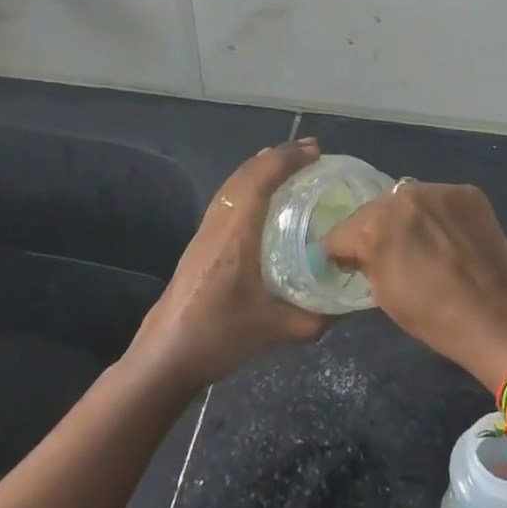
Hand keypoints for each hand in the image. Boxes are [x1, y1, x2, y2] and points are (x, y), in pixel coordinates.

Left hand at [126, 139, 328, 389]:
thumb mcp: (273, 330)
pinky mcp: (200, 242)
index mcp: (236, 233)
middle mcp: (219, 222)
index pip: (261, 179)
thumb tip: (342, 308)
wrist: (164, 356)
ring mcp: (205, 230)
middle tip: (310, 152)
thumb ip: (312, 318)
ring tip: (288, 164)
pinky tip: (262, 198)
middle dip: (278, 156)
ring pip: (233, 183)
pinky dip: (248, 183)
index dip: (288, 159)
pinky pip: (228, 196)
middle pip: (246, 173)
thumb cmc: (217, 336)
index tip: (316, 151)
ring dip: (261, 167)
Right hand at [323, 180, 506, 389]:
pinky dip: (438, 214)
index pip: (341, 231)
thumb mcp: (383, 295)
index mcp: (376, 225)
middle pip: (375, 209)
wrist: (499, 318)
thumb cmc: (435, 318)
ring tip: (423, 242)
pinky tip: (449, 237)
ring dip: (408, 216)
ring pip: (408, 198)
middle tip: (390, 253)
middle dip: (376, 229)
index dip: (341, 251)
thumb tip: (356, 252)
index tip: (348, 263)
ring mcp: (438, 190)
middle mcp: (404, 196)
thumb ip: (365, 262)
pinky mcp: (467, 191)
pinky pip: (439, 199)